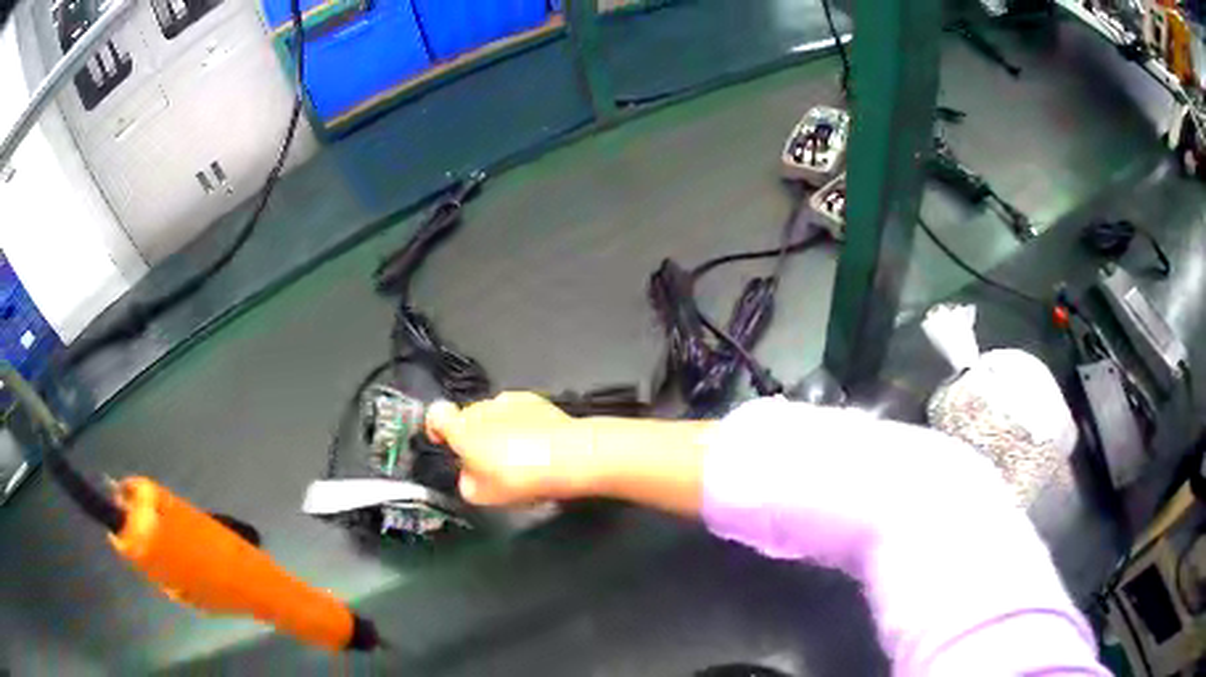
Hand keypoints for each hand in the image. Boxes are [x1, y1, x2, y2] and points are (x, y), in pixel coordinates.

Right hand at [425, 393, 594, 505]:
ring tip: (518, 456)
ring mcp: (510, 400)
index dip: (436, 427)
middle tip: (490, 463)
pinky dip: (521, 424)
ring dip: (499, 429)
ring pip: (494, 414)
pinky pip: (519, 412)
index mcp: (461, 428)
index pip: (436, 414)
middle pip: (468, 417)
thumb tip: (470, 474)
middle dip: (474, 435)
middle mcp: (482, 407)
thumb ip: (467, 482)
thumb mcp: (482, 496)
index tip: (444, 442)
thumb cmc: (518, 478)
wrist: (568, 456)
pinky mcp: (537, 399)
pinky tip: (537, 445)